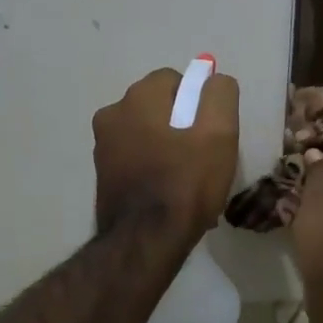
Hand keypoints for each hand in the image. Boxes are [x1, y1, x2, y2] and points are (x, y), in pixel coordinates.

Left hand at [93, 68, 239, 240]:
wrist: (145, 243)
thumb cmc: (185, 183)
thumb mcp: (219, 133)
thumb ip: (219, 95)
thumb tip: (214, 79)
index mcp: (137, 98)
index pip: (174, 80)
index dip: (198, 102)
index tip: (211, 132)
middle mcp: (112, 114)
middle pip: (159, 107)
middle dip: (182, 124)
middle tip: (203, 157)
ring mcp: (102, 146)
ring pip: (147, 133)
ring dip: (168, 146)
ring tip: (189, 180)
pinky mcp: (102, 174)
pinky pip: (136, 157)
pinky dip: (153, 167)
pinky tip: (169, 193)